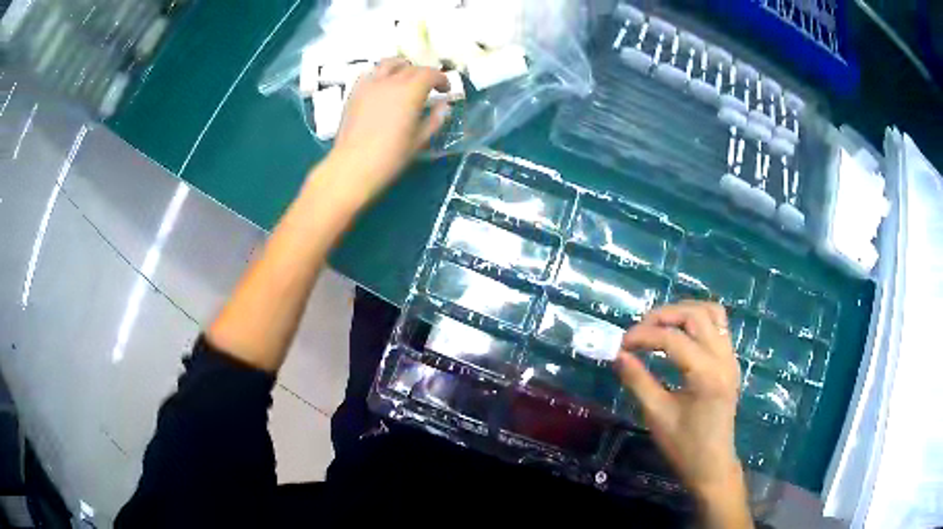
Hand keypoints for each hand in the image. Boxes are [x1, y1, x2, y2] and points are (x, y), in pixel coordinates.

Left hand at [324, 57, 450, 206]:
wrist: (353, 165)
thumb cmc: (390, 156)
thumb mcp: (419, 141)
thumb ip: (434, 119)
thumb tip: (443, 106)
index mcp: (410, 92)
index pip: (430, 74)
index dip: (441, 79)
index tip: (445, 91)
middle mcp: (391, 81)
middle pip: (412, 68)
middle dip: (424, 75)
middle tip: (428, 88)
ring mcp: (370, 84)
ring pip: (389, 63)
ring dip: (402, 67)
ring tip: (405, 78)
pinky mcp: (355, 92)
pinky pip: (370, 73)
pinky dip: (381, 74)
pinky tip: (382, 86)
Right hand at [614, 301, 744, 499]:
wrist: (712, 465)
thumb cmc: (684, 446)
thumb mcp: (656, 415)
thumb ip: (638, 381)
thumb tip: (618, 355)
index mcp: (707, 374)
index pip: (673, 339)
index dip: (644, 336)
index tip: (620, 344)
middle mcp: (724, 358)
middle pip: (696, 315)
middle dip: (664, 315)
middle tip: (639, 331)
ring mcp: (731, 357)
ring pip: (712, 313)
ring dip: (683, 312)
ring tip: (659, 326)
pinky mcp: (730, 361)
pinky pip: (718, 326)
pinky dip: (697, 321)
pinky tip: (680, 335)